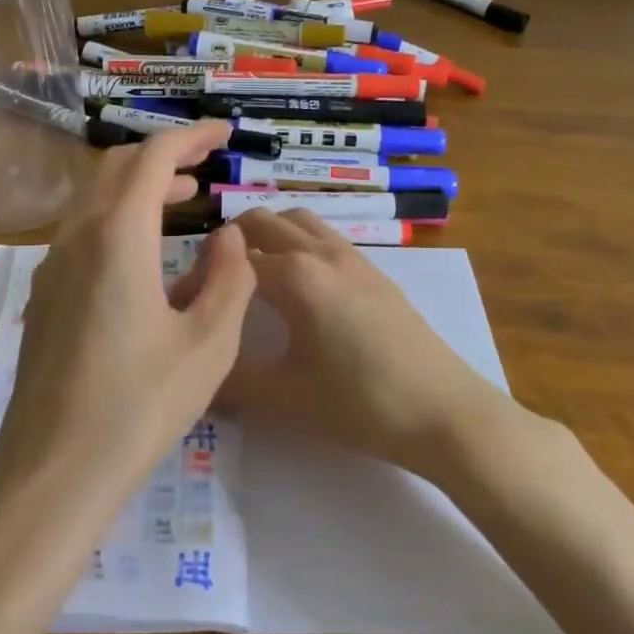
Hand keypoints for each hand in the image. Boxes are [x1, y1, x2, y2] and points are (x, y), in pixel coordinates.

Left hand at [0, 122, 256, 522]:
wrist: (52, 471)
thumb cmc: (139, 406)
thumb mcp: (208, 344)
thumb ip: (230, 278)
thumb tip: (229, 237)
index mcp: (117, 237)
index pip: (152, 158)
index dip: (191, 137)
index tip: (224, 133)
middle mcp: (76, 237)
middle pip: (117, 168)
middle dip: (164, 155)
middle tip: (207, 162)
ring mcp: (52, 265)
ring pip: (96, 199)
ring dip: (140, 187)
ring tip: (186, 197)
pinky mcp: (45, 294)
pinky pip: (83, 231)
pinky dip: (119, 218)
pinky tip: (147, 254)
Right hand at [218, 208, 514, 478]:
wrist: (444, 413)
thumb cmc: (360, 403)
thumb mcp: (285, 397)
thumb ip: (231, 380)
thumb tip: (195, 370)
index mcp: (294, 275)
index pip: (231, 259)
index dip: (202, 276)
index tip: (188, 305)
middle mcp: (320, 252)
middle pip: (263, 222)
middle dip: (231, 241)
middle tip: (216, 281)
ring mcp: (352, 257)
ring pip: (298, 221)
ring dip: (268, 234)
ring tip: (254, 274)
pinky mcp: (375, 271)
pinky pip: (324, 236)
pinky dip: (299, 242)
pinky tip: (300, 285)